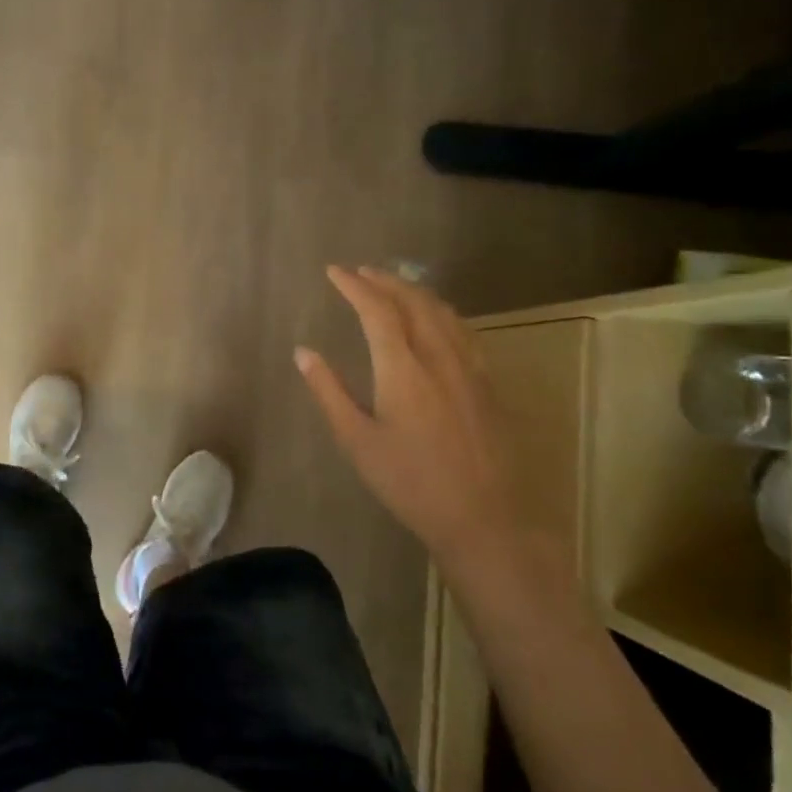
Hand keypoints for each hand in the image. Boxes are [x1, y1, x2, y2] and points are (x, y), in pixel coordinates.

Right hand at [295, 266, 507, 555]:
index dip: (355, 286)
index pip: (378, 310)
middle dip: (385, 280)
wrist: (485, 518)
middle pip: (414, 301)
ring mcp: (470, 368)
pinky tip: (435, 319)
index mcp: (403, 370)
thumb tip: (303, 353)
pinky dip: (440, 311)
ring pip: (443, 311)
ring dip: (414, 290)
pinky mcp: (488, 383)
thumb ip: (329, 392)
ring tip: (393, 285)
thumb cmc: (411, 483)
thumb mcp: (358, 442)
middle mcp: (440, 357)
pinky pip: (463, 329)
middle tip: (360, 272)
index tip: (333, 272)